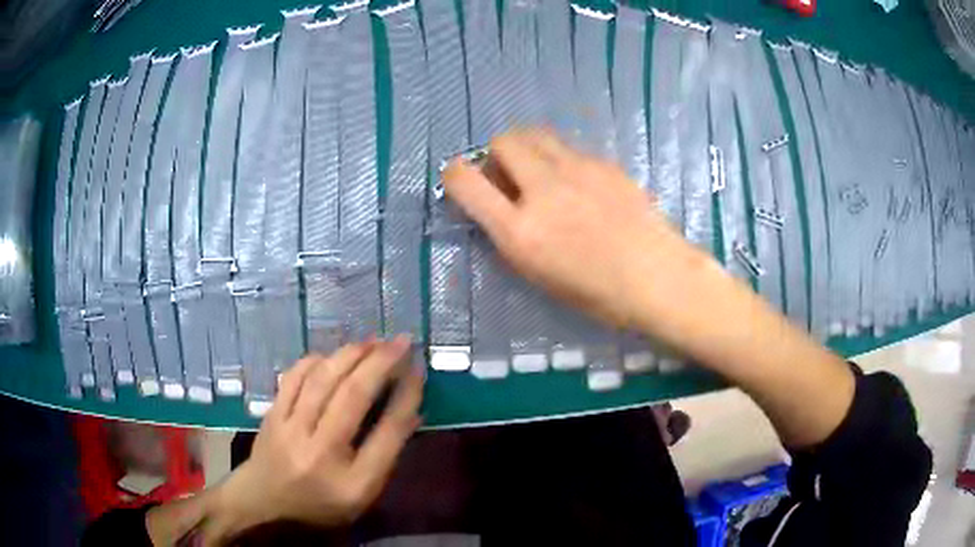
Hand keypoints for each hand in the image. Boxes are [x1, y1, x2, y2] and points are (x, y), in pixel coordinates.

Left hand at [210, 338, 423, 537]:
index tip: (418, 371)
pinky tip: (332, 356)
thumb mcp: (363, 493)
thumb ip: (386, 454)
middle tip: (401, 341)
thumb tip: (411, 410)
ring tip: (373, 341)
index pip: (387, 434)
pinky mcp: (271, 414)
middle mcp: (320, 453)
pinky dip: (316, 361)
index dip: (406, 397)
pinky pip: (294, 377)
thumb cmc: (321, 503)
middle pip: (353, 397)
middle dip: (381, 363)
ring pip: (322, 380)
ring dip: (351, 355)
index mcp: (352, 482)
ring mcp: (290, 430)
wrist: (264, 500)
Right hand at [443, 129, 708, 328]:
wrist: (658, 277)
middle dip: (497, 154)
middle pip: (503, 141)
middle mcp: (543, 190)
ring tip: (541, 173)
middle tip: (510, 176)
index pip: (465, 181)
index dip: (454, 174)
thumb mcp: (538, 274)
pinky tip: (581, 186)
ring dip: (527, 149)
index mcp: (520, 230)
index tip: (461, 179)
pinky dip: (561, 160)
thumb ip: (511, 234)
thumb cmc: (598, 293)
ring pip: (536, 134)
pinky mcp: (604, 163)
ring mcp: (577, 169)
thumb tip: (499, 205)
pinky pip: (570, 148)